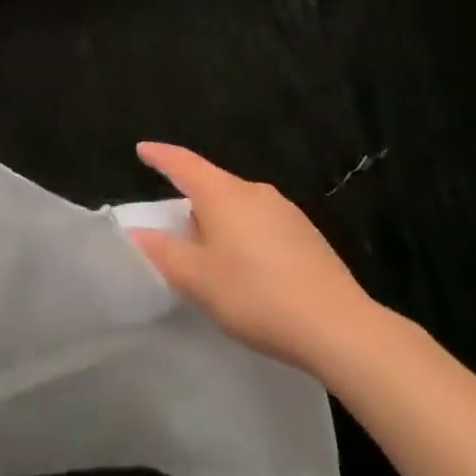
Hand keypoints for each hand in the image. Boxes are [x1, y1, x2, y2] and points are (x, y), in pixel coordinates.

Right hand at [127, 142, 383, 378]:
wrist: (339, 326)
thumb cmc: (256, 295)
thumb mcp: (199, 280)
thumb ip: (164, 254)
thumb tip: (136, 233)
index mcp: (221, 193)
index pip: (182, 163)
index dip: (160, 156)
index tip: (143, 149)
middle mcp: (252, 190)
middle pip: (212, 185)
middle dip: (193, 203)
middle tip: (178, 232)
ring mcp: (284, 210)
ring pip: (239, 206)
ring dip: (222, 223)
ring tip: (215, 259)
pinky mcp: (307, 234)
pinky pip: (263, 224)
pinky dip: (247, 238)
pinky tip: (252, 272)